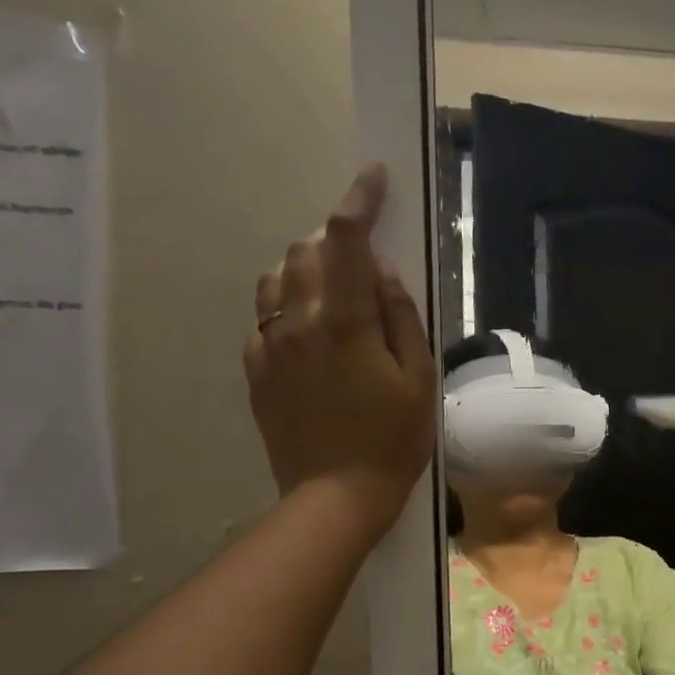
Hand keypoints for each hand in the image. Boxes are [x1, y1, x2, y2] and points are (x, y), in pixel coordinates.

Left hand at [244, 165, 437, 539]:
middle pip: (306, 250)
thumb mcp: (418, 381)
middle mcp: (297, 322)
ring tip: (337, 292)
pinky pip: (265, 316)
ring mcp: (269, 345)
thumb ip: (400, 317)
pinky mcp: (256, 369)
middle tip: (366, 262)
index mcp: (344, 323)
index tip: (374, 178)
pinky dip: (289, 305)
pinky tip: (312, 332)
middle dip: (337, 240)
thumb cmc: (393, 441)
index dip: (360, 201)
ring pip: (277, 277)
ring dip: (308, 268)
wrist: (336, 496)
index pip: (347, 240)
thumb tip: (382, 271)